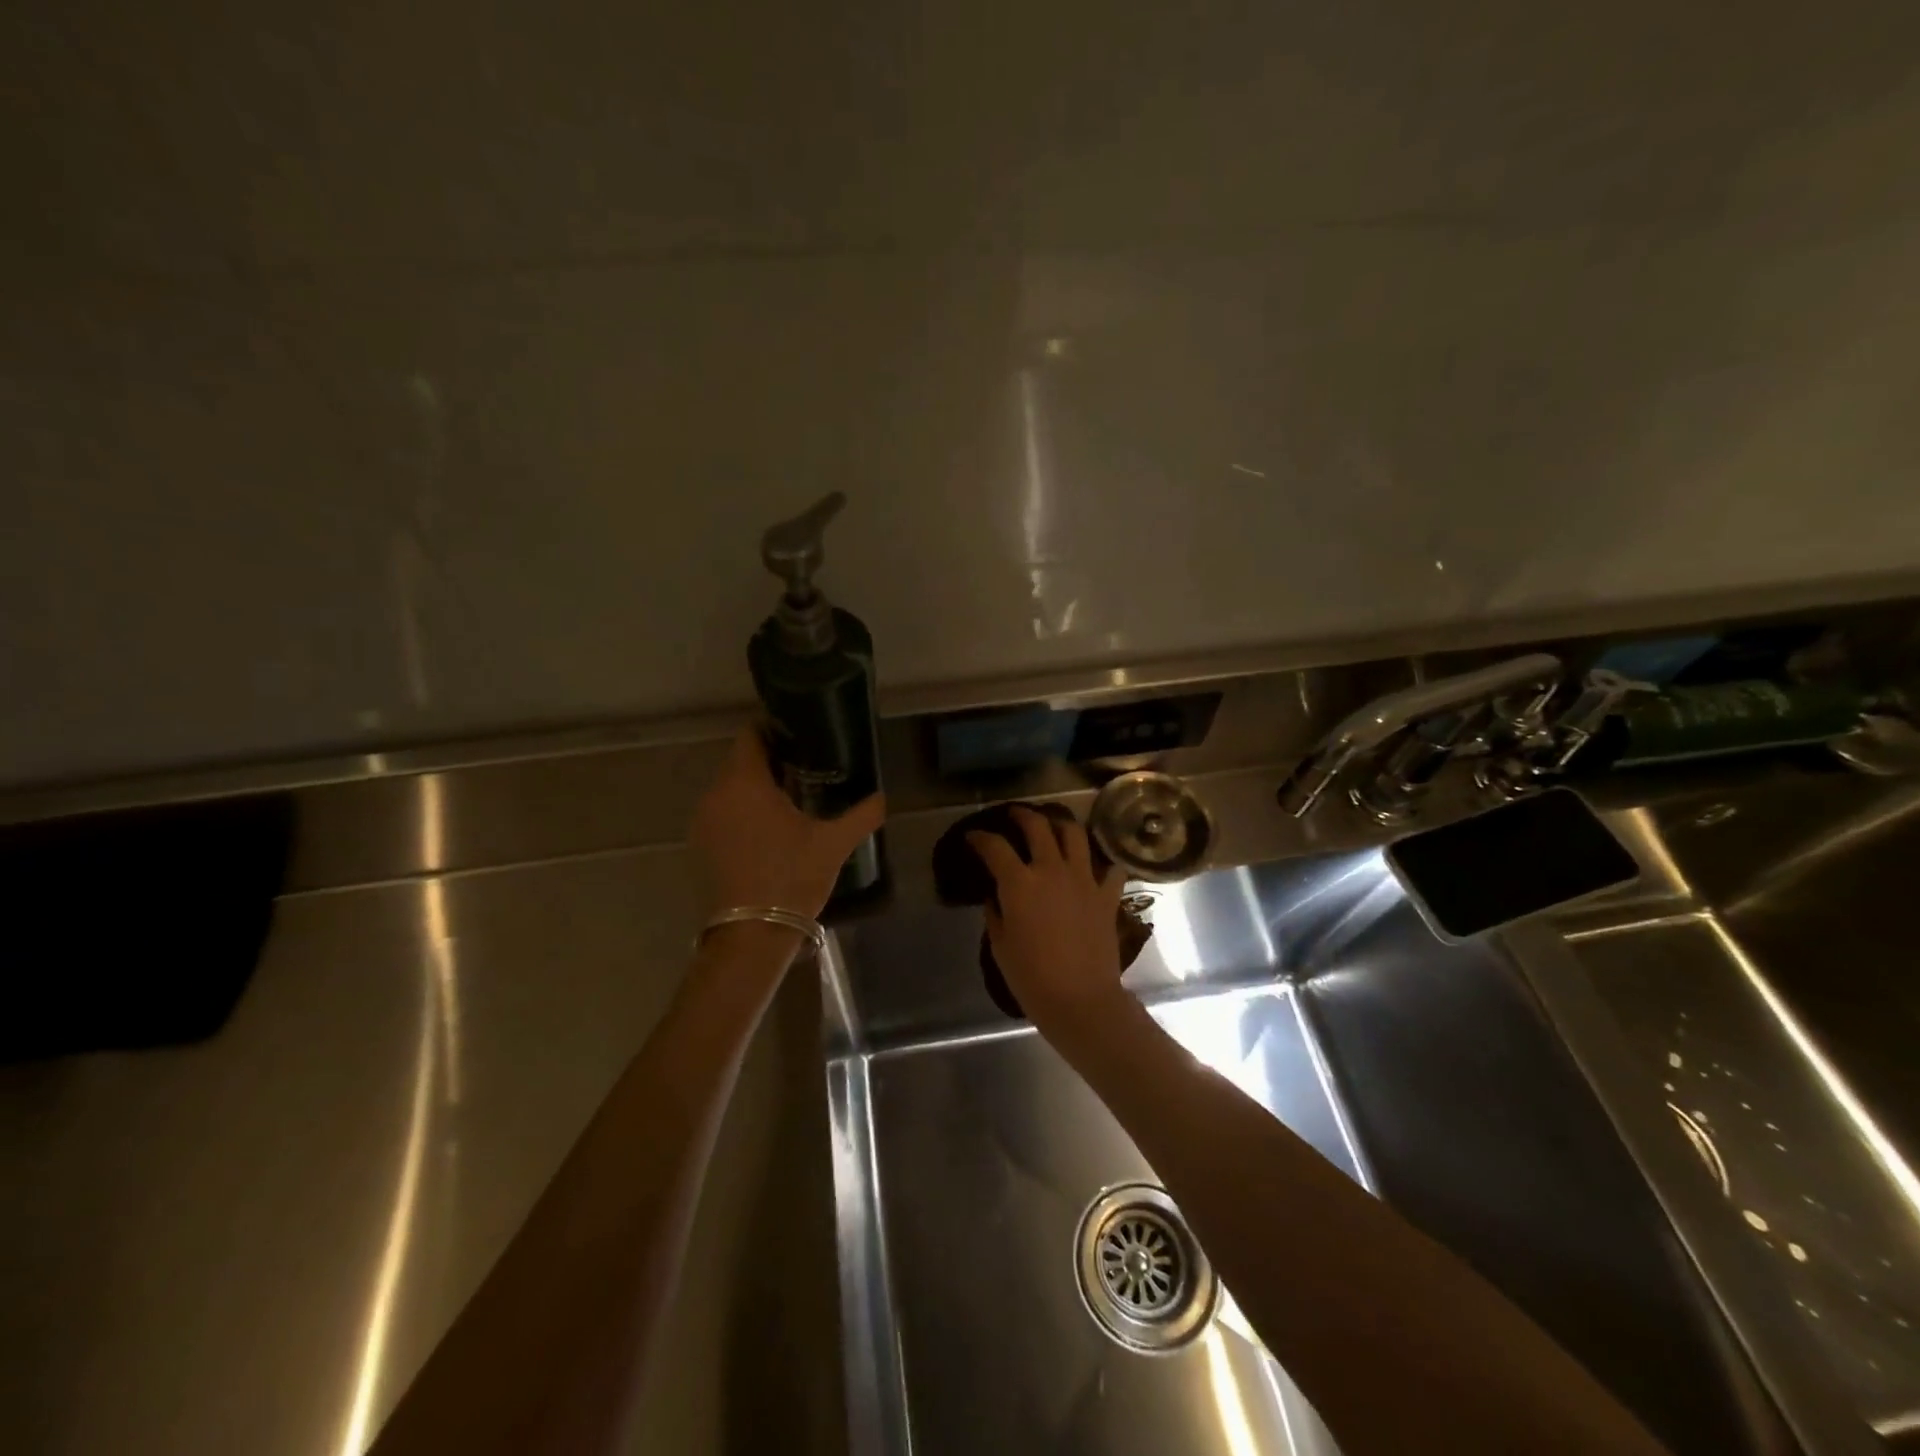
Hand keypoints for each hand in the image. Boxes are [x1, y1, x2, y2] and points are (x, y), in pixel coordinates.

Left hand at [691, 726, 885, 921]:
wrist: (751, 935)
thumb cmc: (792, 878)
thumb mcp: (834, 844)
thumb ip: (862, 814)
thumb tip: (882, 797)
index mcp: (744, 783)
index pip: (750, 735)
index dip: (772, 729)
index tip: (799, 735)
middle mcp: (716, 794)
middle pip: (739, 761)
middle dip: (768, 760)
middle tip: (804, 767)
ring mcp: (703, 821)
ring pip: (729, 788)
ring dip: (754, 787)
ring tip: (789, 798)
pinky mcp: (700, 845)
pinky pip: (722, 812)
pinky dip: (742, 810)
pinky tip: (768, 828)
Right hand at [967, 807, 1128, 1033]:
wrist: (1081, 1000)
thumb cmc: (1032, 978)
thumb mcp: (1000, 946)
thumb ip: (995, 914)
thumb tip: (994, 897)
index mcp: (1020, 883)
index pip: (995, 847)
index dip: (980, 838)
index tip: (973, 837)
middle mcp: (1052, 870)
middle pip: (1038, 826)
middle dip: (1022, 815)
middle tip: (1014, 815)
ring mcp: (1084, 880)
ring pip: (1075, 835)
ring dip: (1061, 825)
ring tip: (1053, 826)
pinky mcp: (1107, 896)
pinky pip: (1110, 869)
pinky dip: (1103, 864)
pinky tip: (1095, 867)